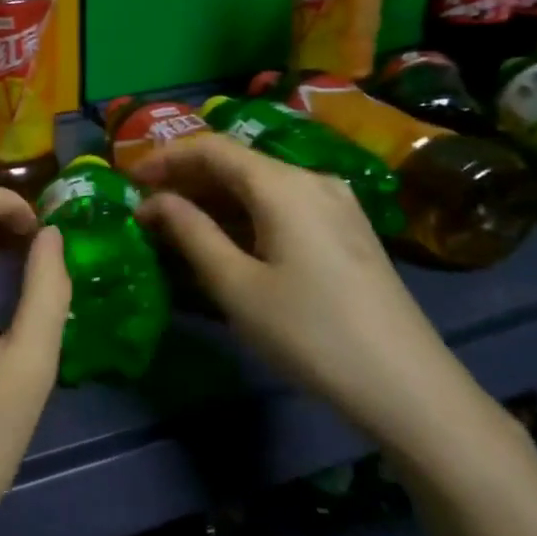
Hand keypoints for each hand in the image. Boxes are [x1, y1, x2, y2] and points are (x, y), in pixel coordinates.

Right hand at [132, 133, 488, 454]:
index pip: (212, 148)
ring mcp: (336, 204)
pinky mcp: (347, 230)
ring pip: (260, 185)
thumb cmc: (310, 333)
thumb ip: (190, 232)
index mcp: (283, 184)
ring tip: (177, 226)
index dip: (165, 158)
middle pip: (237, 163)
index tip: (128, 180)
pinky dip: (245, 215)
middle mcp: (311, 179)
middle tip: (147, 207)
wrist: (408, 387)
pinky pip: (283, 206)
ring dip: (214, 199)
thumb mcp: (237, 285)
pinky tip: (226, 241)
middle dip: (187, 180)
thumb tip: (153, 202)